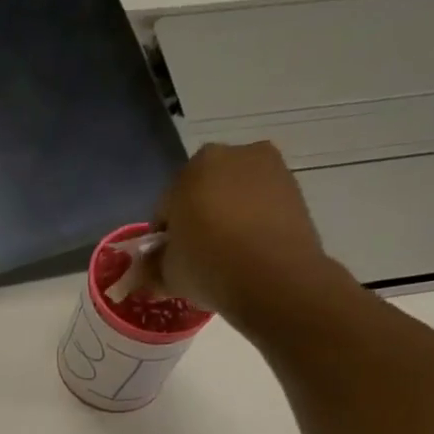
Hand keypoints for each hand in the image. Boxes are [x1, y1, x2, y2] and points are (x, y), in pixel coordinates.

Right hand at [152, 142, 353, 337]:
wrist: (274, 278)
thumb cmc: (209, 268)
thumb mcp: (168, 275)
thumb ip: (151, 268)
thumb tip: (140, 273)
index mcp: (190, 170)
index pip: (166, 206)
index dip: (164, 236)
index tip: (169, 260)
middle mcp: (228, 155)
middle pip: (202, 191)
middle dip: (197, 217)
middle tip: (198, 255)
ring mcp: (266, 166)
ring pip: (234, 194)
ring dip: (227, 216)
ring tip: (227, 254)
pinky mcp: (293, 185)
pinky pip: (261, 202)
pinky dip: (254, 219)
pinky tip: (251, 250)